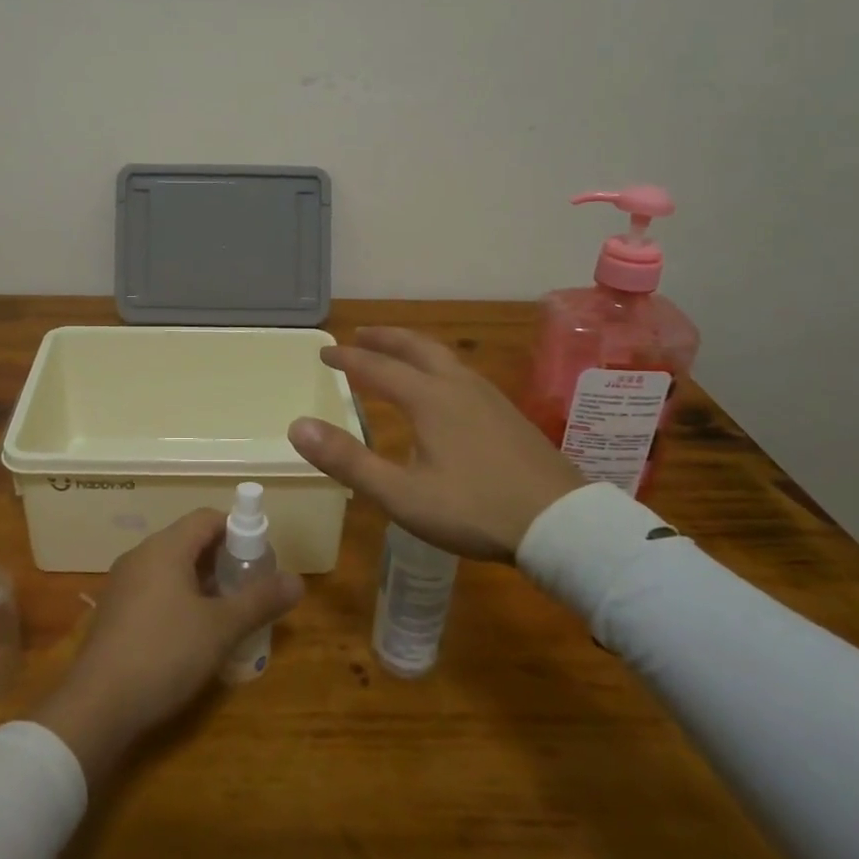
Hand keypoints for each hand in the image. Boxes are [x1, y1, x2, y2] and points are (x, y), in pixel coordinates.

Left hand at [28, 509, 302, 784]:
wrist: (97, 705)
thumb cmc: (164, 653)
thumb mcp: (221, 628)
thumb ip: (260, 600)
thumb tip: (298, 580)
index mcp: (165, 547)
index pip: (207, 518)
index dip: (238, 531)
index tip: (261, 559)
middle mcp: (141, 556)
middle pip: (190, 541)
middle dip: (224, 560)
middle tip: (250, 590)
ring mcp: (123, 584)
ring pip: (172, 568)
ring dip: (203, 583)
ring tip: (228, 615)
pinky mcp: (115, 612)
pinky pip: (155, 590)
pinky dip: (180, 600)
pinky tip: (194, 636)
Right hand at [288, 327, 583, 562]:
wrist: (561, 524)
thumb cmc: (475, 509)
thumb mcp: (402, 495)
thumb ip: (348, 461)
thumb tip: (297, 426)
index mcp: (429, 399)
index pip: (377, 367)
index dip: (348, 358)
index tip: (324, 352)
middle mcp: (458, 386)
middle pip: (415, 347)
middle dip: (384, 338)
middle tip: (360, 334)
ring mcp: (489, 397)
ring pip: (443, 358)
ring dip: (412, 349)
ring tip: (396, 355)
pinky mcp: (508, 414)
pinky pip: (461, 374)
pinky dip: (436, 366)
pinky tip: (443, 390)